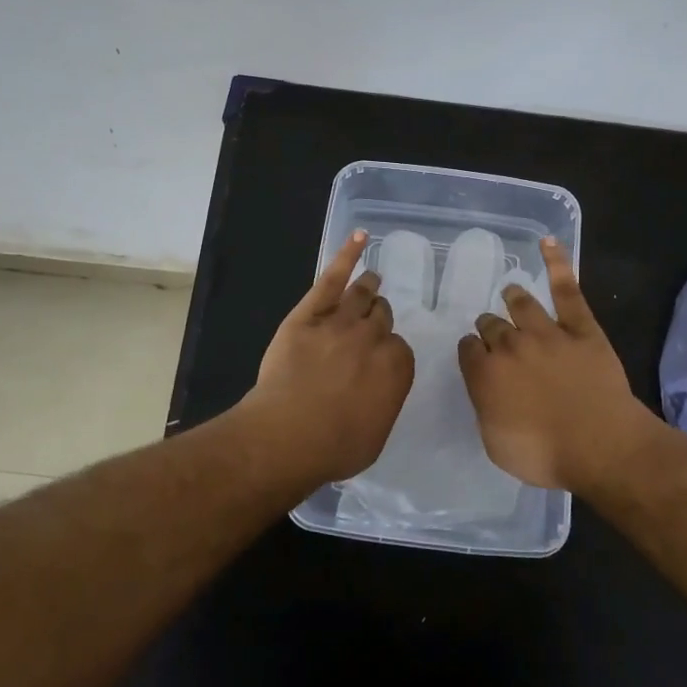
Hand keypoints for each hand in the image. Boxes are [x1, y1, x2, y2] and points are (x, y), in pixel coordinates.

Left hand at [242, 230, 414, 483]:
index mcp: (396, 367)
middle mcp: (373, 338)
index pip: (399, 348)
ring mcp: (341, 322)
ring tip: (371, 281)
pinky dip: (348, 255)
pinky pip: (332, 277)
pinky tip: (359, 238)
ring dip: (369, 288)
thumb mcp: (375, 434)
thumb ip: (384, 402)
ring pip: (362, 296)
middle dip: (378, 319)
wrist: (286, 436)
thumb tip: (380, 389)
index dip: (387, 352)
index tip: (378, 360)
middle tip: (371, 323)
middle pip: (381, 317)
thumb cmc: (334, 447)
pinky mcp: (309, 314)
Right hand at [456, 239, 657, 491]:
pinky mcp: (581, 328)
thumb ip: (487, 410)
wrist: (602, 446)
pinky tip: (549, 242)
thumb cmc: (546, 455)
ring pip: (521, 304)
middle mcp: (510, 346)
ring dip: (512, 297)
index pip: (468, 350)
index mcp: (486, 375)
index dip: (471, 351)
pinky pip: (567, 289)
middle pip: (491, 325)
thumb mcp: (497, 444)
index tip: (476, 355)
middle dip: (489, 326)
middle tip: (493, 330)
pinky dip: (557, 263)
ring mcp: (547, 333)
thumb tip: (487, 391)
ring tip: (510, 292)